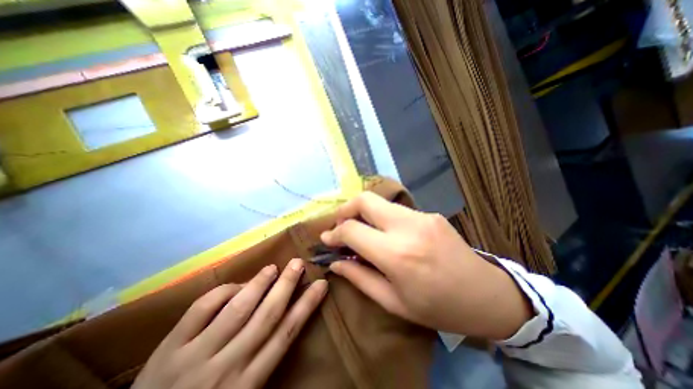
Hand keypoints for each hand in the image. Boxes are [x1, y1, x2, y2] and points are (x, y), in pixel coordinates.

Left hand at [135, 258, 329, 388]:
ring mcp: (197, 356)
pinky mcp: (170, 348)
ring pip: (238, 309)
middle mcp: (228, 366)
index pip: (287, 333)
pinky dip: (223, 292)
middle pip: (267, 315)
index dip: (307, 305)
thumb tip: (282, 316)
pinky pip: (202, 309)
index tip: (320, 285)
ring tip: (273, 268)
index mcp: (249, 381)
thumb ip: (263, 358)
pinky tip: (236, 284)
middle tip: (299, 263)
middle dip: (287, 285)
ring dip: (259, 283)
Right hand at [322, 193, 530, 338]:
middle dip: (345, 209)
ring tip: (359, 229)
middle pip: (365, 200)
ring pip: (380, 201)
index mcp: (397, 254)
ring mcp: (421, 216)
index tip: (326, 238)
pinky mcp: (430, 214)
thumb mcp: (394, 302)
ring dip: (363, 212)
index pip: (352, 230)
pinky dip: (381, 217)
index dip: (334, 233)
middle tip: (339, 225)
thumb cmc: (439, 307)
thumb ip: (359, 278)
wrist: (487, 295)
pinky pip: (396, 210)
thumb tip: (335, 262)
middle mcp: (407, 227)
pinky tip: (384, 233)